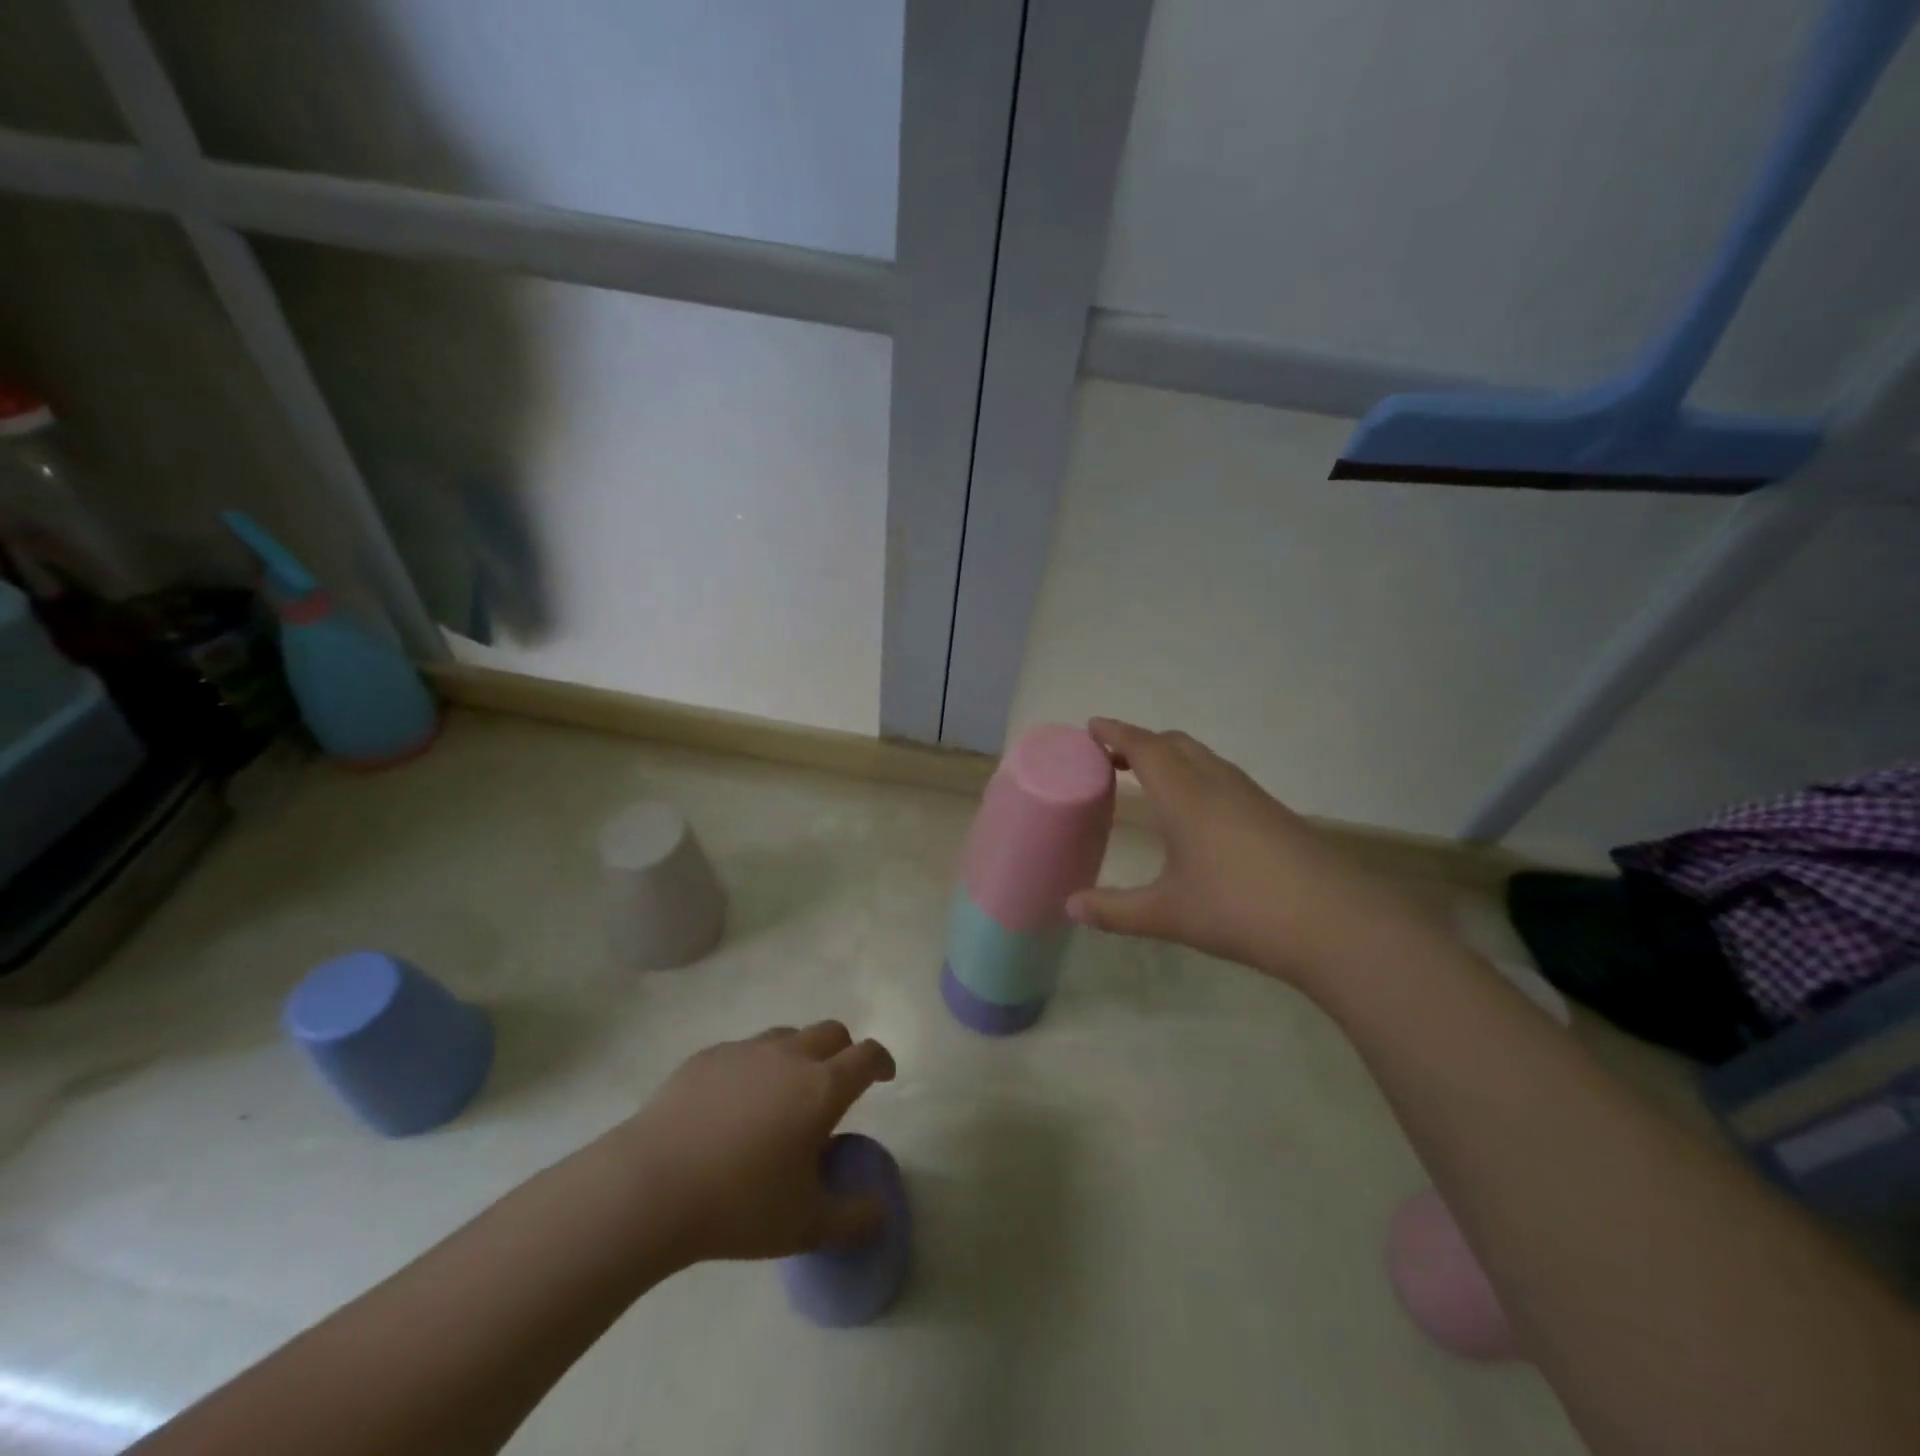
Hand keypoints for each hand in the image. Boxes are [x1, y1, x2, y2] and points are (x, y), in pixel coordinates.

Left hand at [622, 1022, 895, 1265]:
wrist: (652, 1185)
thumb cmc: (739, 1204)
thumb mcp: (805, 1225)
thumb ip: (852, 1220)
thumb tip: (880, 1214)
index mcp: (822, 1088)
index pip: (867, 1056)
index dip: (881, 1061)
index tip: (884, 1076)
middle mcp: (789, 1056)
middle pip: (831, 1032)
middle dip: (843, 1052)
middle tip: (836, 1085)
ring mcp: (746, 1051)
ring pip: (787, 1035)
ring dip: (798, 1054)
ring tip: (784, 1094)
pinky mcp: (707, 1056)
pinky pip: (744, 1050)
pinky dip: (754, 1067)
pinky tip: (734, 1104)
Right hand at [1066, 719, 1424, 987]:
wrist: (1334, 923)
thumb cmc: (1239, 910)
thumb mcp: (1168, 914)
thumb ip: (1114, 910)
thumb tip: (1070, 907)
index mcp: (1185, 796)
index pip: (1144, 748)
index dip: (1115, 733)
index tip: (1092, 726)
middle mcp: (1217, 784)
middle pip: (1174, 744)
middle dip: (1141, 742)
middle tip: (1112, 756)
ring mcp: (1251, 796)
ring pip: (1203, 758)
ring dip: (1171, 757)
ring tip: (1150, 778)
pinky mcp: (1274, 814)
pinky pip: (1223, 777)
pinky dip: (1196, 776)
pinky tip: (1198, 812)